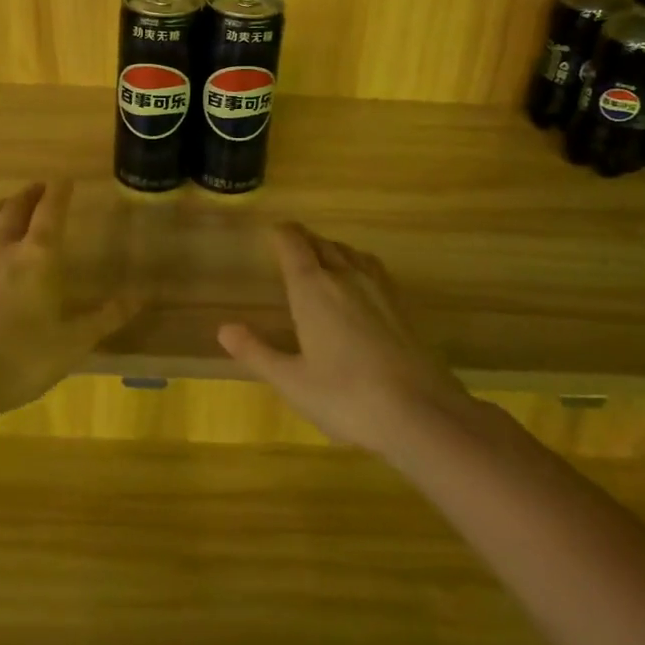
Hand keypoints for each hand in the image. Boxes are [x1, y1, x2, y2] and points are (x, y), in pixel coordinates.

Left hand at [0, 181, 128, 416]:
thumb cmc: (19, 361)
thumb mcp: (72, 344)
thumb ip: (106, 317)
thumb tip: (140, 297)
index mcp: (37, 257)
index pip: (51, 212)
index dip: (60, 192)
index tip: (65, 180)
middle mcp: (1, 247)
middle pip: (16, 208)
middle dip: (30, 195)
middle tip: (39, 189)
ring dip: (0, 207)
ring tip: (7, 204)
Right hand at [219, 223, 472, 454]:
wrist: (421, 413)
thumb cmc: (346, 396)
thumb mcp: (292, 381)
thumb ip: (257, 352)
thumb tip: (224, 329)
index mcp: (313, 289)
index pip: (294, 244)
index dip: (282, 234)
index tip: (272, 231)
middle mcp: (345, 277)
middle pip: (322, 243)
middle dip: (304, 240)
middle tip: (290, 244)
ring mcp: (378, 288)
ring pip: (350, 253)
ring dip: (332, 249)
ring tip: (322, 258)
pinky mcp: (402, 305)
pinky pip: (372, 268)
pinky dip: (357, 263)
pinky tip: (359, 283)